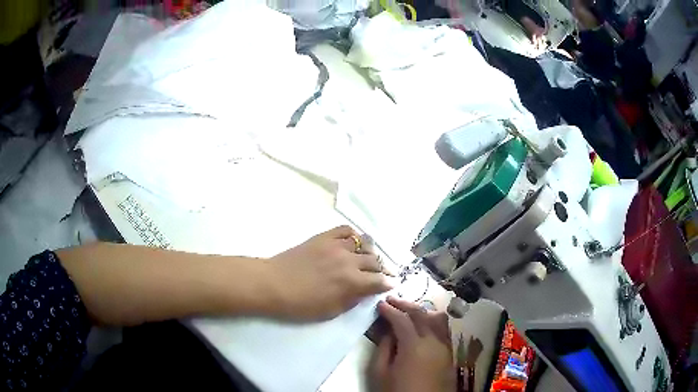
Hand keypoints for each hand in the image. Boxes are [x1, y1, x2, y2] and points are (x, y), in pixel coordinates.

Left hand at [265, 226, 392, 320]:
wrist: (273, 284)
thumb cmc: (300, 304)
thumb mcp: (331, 311)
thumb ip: (352, 300)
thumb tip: (365, 291)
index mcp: (352, 282)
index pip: (379, 280)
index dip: (389, 283)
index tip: (392, 284)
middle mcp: (349, 261)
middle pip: (375, 261)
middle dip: (383, 269)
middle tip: (383, 273)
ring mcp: (336, 246)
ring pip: (364, 243)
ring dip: (371, 252)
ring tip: (370, 258)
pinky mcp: (323, 237)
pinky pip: (345, 230)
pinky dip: (354, 235)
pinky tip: (354, 242)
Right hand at [371, 297, 455, 391]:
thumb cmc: (397, 391)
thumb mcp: (381, 373)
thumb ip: (384, 348)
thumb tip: (387, 330)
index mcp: (414, 345)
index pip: (402, 319)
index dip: (390, 309)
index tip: (380, 304)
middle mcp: (433, 340)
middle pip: (421, 314)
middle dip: (405, 304)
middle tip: (391, 301)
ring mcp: (445, 346)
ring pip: (437, 318)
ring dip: (422, 311)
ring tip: (408, 312)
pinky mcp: (450, 352)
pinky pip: (443, 329)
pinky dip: (432, 321)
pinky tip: (423, 325)